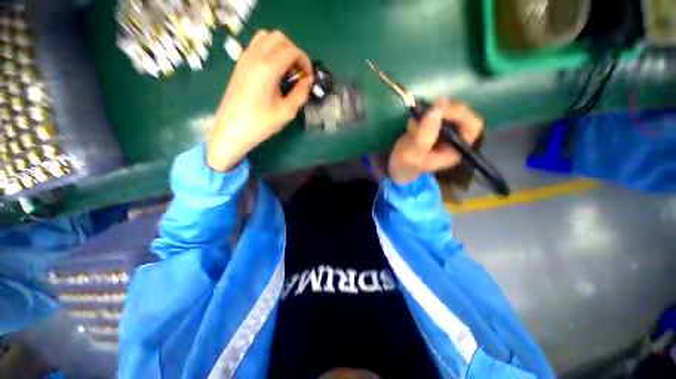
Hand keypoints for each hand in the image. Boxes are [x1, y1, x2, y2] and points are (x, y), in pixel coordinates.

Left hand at [207, 30, 311, 171]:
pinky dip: (269, 51)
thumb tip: (307, 80)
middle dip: (294, 52)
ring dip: (281, 49)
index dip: (305, 62)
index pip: (292, 51)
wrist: (232, 130)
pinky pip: (257, 46)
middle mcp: (255, 56)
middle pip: (279, 38)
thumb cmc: (261, 123)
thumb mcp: (287, 111)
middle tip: (299, 73)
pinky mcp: (240, 64)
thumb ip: (301, 93)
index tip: (308, 78)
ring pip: (266, 38)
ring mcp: (245, 58)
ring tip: (287, 71)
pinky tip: (274, 72)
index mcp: (268, 67)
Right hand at [388, 99, 483, 183]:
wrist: (396, 167)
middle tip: (428, 108)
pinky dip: (423, 113)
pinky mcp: (433, 127)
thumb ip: (424, 135)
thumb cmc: (406, 165)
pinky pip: (434, 112)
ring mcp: (444, 132)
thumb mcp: (413, 153)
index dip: (460, 114)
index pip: (472, 126)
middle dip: (445, 110)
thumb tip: (436, 110)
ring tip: (414, 124)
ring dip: (431, 111)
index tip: (440, 109)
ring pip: (448, 110)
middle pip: (462, 114)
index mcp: (456, 149)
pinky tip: (412, 126)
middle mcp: (454, 139)